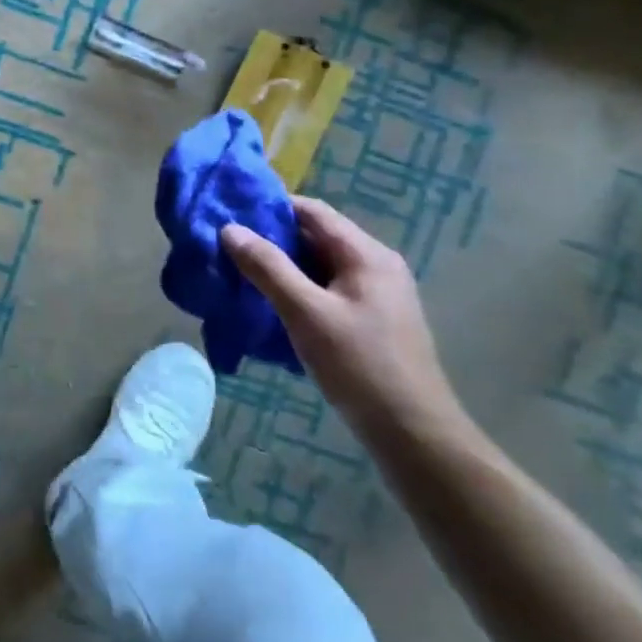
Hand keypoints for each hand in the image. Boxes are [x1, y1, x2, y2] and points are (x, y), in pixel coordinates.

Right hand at [220, 198, 463, 443]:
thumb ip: (267, 267)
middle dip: (271, 239)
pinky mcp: (371, 319)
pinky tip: (271, 305)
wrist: (413, 433)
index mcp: (366, 254)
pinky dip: (298, 289)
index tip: (230, 215)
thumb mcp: (305, 312)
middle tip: (227, 247)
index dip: (270, 207)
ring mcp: (376, 293)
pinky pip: (327, 289)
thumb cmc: (359, 365)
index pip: (311, 211)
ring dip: (282, 266)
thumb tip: (230, 229)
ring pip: (319, 265)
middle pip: (315, 236)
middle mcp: (375, 265)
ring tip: (240, 274)